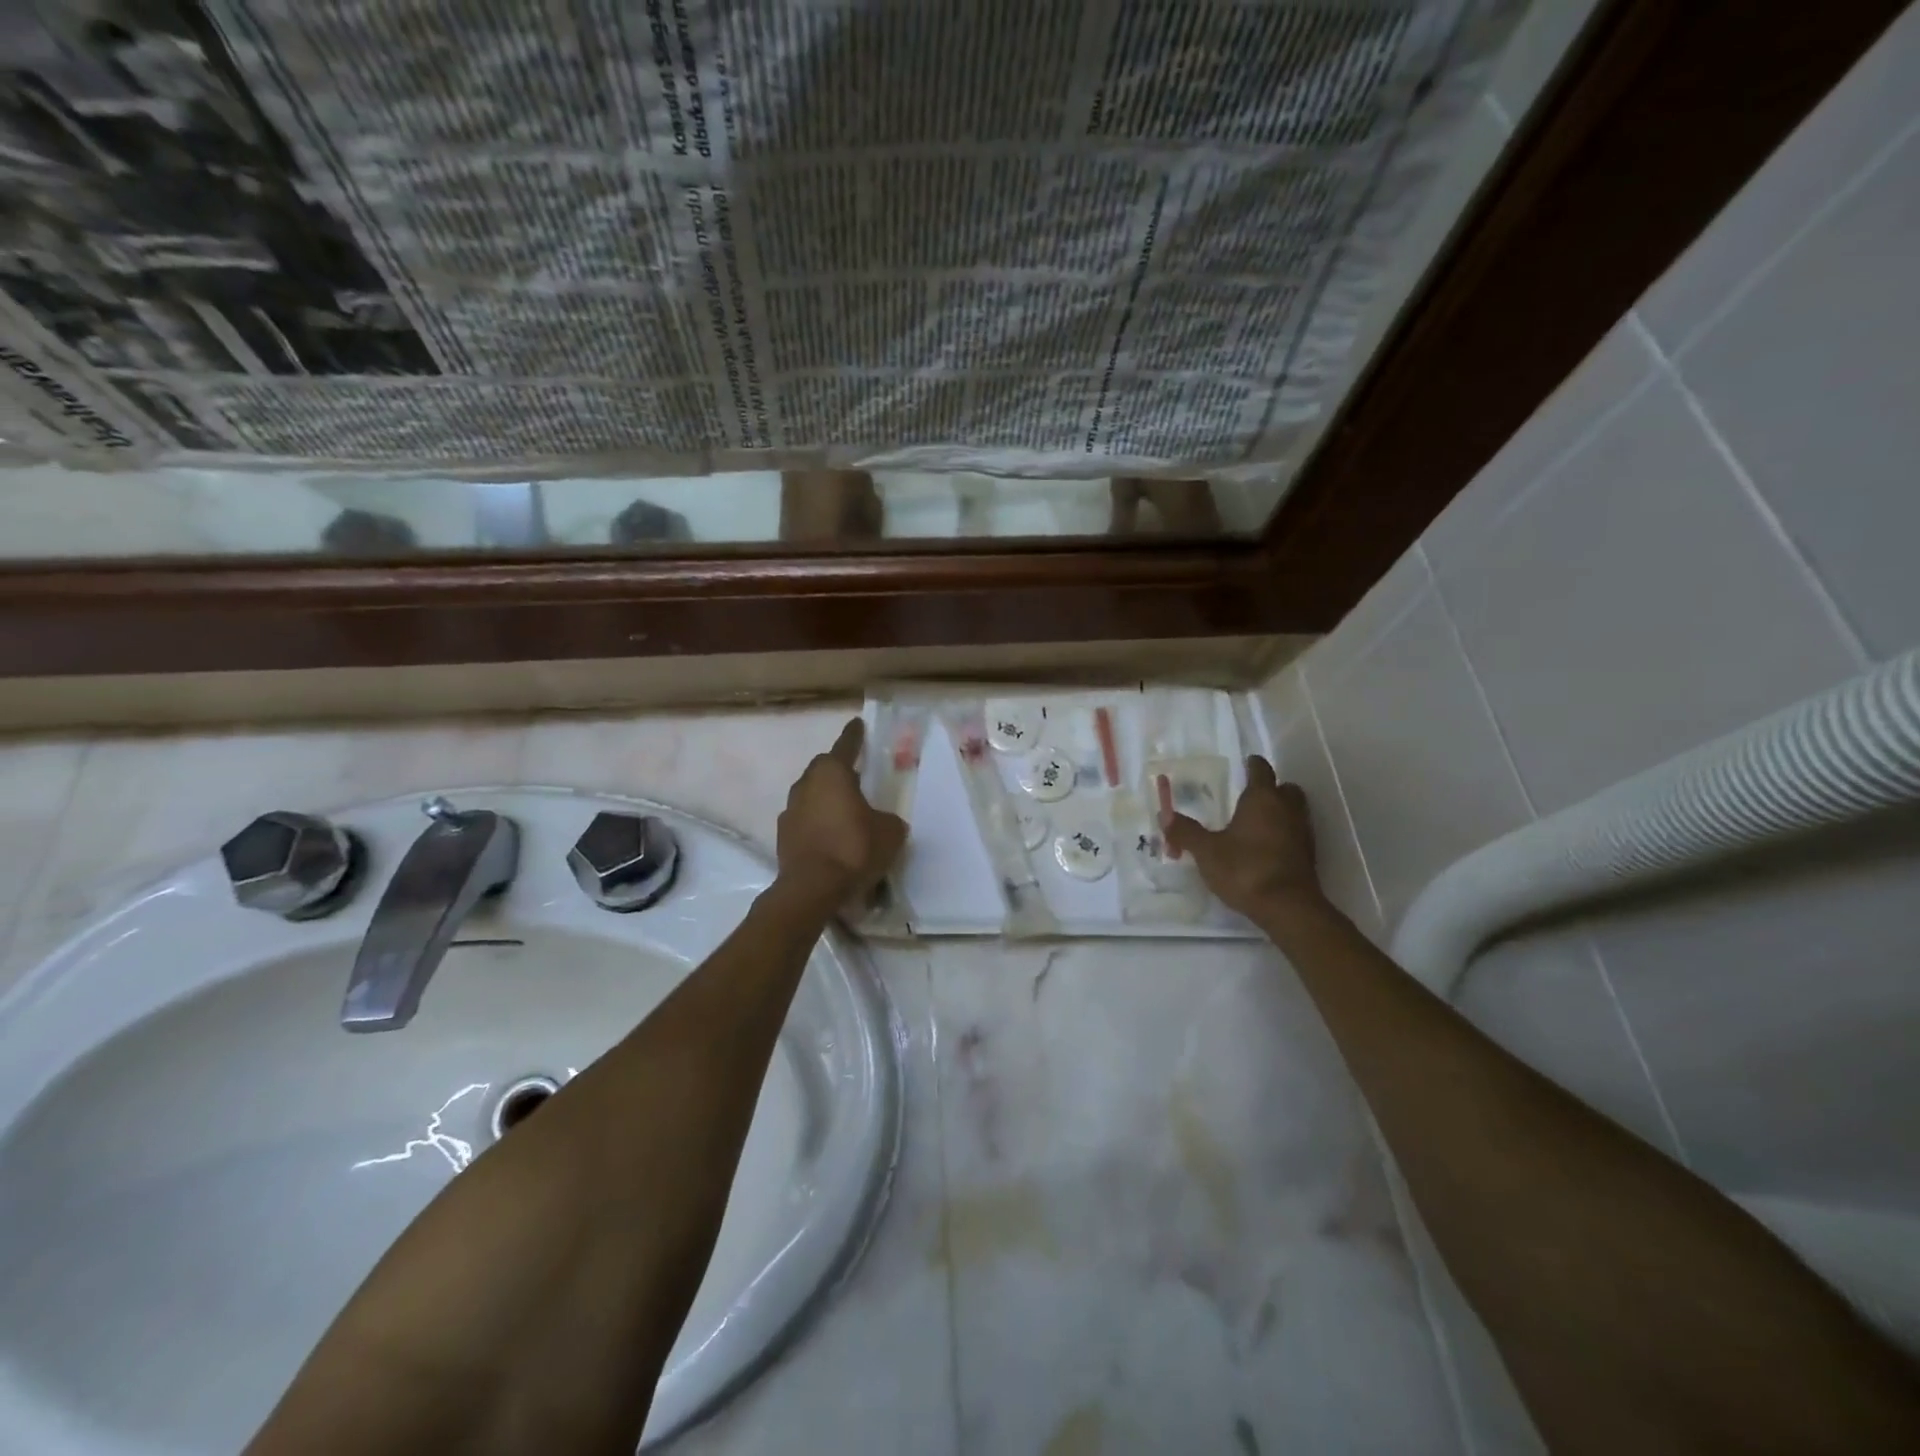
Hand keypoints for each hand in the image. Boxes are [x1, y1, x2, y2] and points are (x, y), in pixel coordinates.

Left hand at [776, 718, 908, 904]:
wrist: (813, 888)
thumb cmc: (855, 848)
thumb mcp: (890, 831)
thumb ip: (888, 819)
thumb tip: (882, 821)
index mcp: (832, 773)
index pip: (846, 746)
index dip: (854, 735)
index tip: (857, 723)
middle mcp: (806, 784)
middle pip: (824, 769)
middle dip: (839, 770)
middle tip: (856, 776)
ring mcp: (790, 810)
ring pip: (811, 795)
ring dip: (826, 799)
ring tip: (845, 811)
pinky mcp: (783, 836)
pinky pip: (805, 820)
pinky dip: (818, 823)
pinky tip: (832, 837)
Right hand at [1162, 756, 1325, 922]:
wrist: (1287, 907)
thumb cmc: (1245, 869)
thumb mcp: (1206, 851)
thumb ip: (1186, 832)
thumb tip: (1164, 815)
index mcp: (1262, 799)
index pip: (1261, 770)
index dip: (1252, 765)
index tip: (1244, 764)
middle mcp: (1287, 809)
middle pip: (1286, 788)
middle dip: (1272, 788)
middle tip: (1251, 796)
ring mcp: (1303, 832)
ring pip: (1295, 810)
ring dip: (1280, 812)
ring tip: (1256, 823)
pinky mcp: (1309, 855)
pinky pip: (1296, 833)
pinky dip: (1284, 834)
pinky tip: (1266, 848)